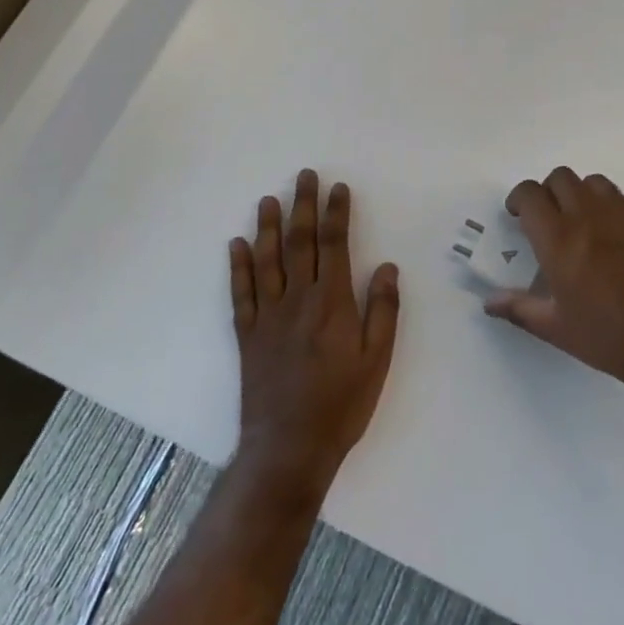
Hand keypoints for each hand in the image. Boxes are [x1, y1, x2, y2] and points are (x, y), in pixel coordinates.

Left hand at [230, 170, 399, 494]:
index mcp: (332, 304)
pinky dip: (238, 266)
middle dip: (303, 206)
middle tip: (304, 175)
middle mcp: (297, 301)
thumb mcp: (377, 361)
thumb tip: (387, 266)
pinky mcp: (247, 336)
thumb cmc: (342, 405)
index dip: (336, 213)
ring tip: (269, 199)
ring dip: (268, 227)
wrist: (289, 449)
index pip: (334, 245)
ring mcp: (268, 317)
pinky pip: (241, 293)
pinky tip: (237, 245)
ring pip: (267, 260)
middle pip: (300, 243)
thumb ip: (382, 310)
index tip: (338, 188)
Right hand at [483, 167, 623, 398]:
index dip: (519, 199)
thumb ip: (519, 308)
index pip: (529, 193)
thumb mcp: (556, 329)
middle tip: (550, 220)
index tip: (518, 217)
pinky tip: (623, 231)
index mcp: (558, 238)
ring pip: (595, 182)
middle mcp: (588, 215)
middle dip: (549, 192)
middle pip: (561, 177)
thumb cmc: (609, 337)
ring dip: (584, 195)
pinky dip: (623, 206)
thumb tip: (489, 302)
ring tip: (586, 223)